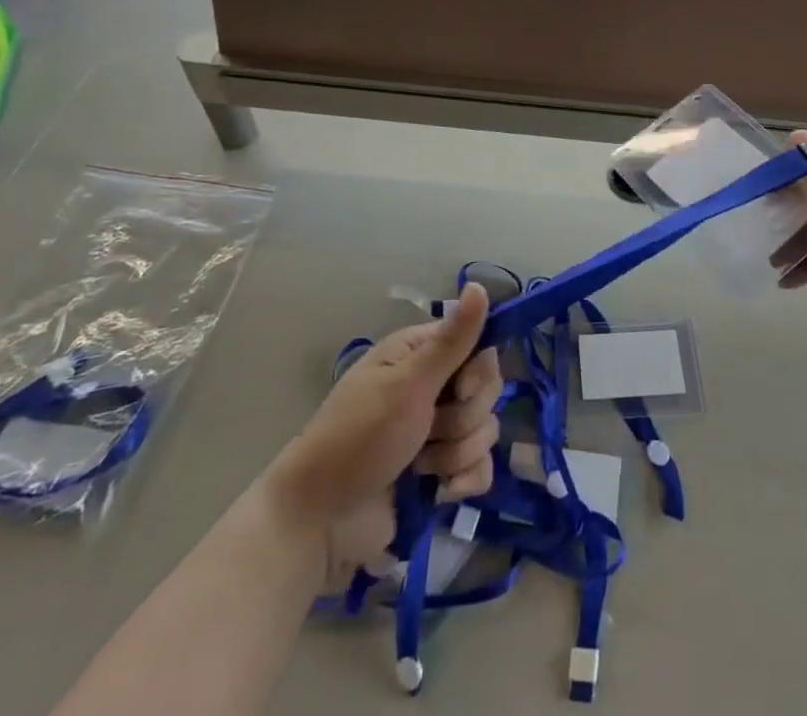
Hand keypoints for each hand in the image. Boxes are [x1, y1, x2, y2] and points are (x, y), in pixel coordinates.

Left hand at [266, 284, 503, 582]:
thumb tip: (479, 284)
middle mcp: (433, 386)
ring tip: (420, 465)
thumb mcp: (407, 384)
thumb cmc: (359, 438)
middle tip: (428, 430)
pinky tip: (441, 491)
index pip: (479, 346)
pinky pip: (480, 468)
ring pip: (484, 430)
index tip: (460, 389)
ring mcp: (438, 431)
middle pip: (487, 391)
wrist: (319, 521)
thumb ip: (451, 340)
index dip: (479, 372)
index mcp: (421, 354)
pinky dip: (464, 481)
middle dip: (463, 418)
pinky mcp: (442, 471)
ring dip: (456, 453)